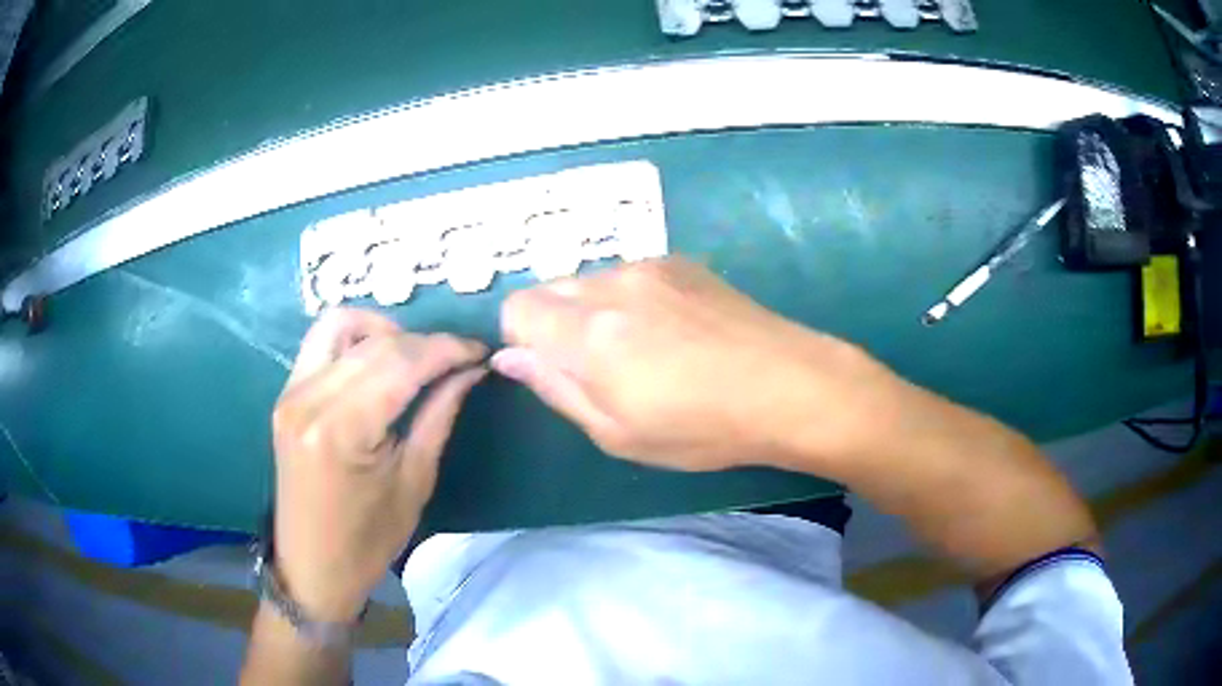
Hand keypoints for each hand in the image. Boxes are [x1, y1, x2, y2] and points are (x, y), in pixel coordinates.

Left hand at [271, 309, 486, 621]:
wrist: (312, 566)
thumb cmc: (368, 541)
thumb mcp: (414, 483)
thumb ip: (439, 415)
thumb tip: (470, 370)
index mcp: (341, 430)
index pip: (401, 362)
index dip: (447, 349)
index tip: (481, 351)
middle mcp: (308, 398)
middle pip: (376, 342)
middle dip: (425, 342)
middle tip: (458, 360)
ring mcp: (291, 391)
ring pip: (342, 325)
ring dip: (385, 331)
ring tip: (414, 358)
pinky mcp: (286, 393)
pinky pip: (321, 341)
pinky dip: (356, 339)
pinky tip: (378, 363)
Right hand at [493, 258, 887, 471]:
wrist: (788, 385)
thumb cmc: (702, 428)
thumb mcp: (618, 433)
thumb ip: (555, 388)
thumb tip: (509, 357)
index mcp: (590, 333)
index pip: (516, 309)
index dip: (524, 340)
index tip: (554, 369)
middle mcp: (612, 284)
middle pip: (550, 289)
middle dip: (556, 325)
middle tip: (599, 368)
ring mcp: (649, 266)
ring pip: (590, 281)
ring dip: (594, 311)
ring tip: (643, 350)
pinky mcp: (680, 261)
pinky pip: (628, 274)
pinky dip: (628, 299)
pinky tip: (671, 330)